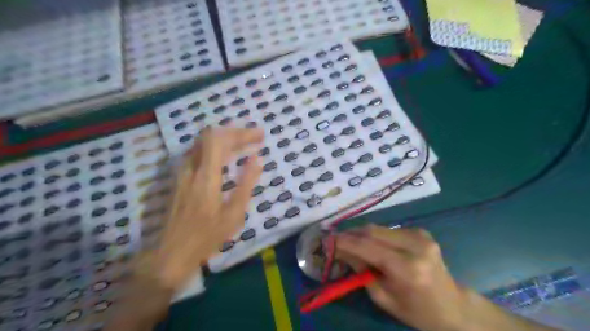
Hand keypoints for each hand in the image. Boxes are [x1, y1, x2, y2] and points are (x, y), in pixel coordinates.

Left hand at [152, 128, 261, 290]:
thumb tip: (257, 159)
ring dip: (224, 138)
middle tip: (254, 138)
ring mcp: (182, 172)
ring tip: (243, 144)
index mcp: (206, 177)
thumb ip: (246, 183)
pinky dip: (214, 148)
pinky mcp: (179, 177)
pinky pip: (197, 152)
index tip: (260, 136)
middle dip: (235, 132)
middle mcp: (191, 168)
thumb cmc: (206, 237)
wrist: (170, 253)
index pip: (220, 140)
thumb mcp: (234, 214)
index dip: (241, 133)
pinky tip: (225, 156)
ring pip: (202, 142)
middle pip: (210, 136)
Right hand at [334, 226, 558, 330]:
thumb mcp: (383, 297)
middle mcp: (415, 246)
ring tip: (349, 241)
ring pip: (379, 228)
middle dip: (351, 234)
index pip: (368, 247)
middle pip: (373, 231)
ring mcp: (420, 235)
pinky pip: (389, 230)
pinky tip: (370, 244)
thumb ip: (361, 270)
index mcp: (407, 268)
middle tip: (335, 239)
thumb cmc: (416, 311)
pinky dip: (375, 235)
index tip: (327, 240)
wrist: (453, 306)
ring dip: (361, 233)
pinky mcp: (421, 232)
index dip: (345, 242)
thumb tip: (341, 251)